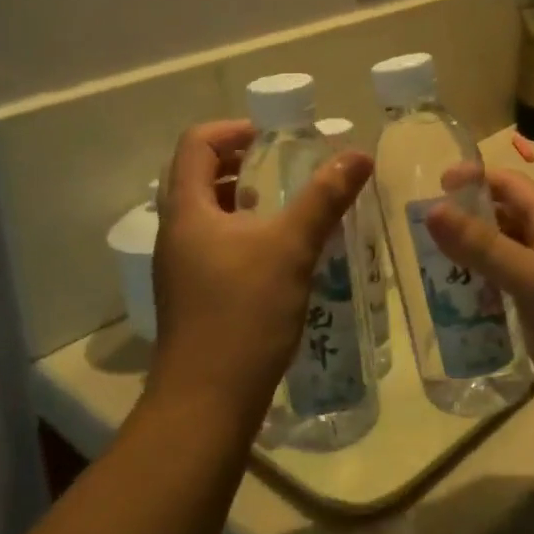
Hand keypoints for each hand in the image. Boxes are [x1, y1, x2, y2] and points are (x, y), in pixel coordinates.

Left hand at [144, 121, 371, 436]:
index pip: (195, 144)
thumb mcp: (291, 249)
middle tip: (279, 163)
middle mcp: (175, 231)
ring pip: (204, 210)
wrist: (206, 404)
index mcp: (187, 210)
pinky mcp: (190, 293)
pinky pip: (211, 241)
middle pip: (196, 174)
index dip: (231, 129)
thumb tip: (358, 155)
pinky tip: (275, 250)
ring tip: (281, 203)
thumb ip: (324, 198)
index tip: (270, 137)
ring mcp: (179, 265)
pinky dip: (240, 229)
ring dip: (239, 196)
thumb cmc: (243, 315)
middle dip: (237, 160)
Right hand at [425, 169, 533, 444]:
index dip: (477, 179)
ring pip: (498, 261)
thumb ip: (483, 247)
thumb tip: (432, 210)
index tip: (437, 186)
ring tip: (427, 268)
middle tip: (421, 232)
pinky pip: (500, 297)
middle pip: (501, 222)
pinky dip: (476, 296)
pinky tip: (451, 308)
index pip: (511, 187)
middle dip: (465, 220)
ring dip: (467, 260)